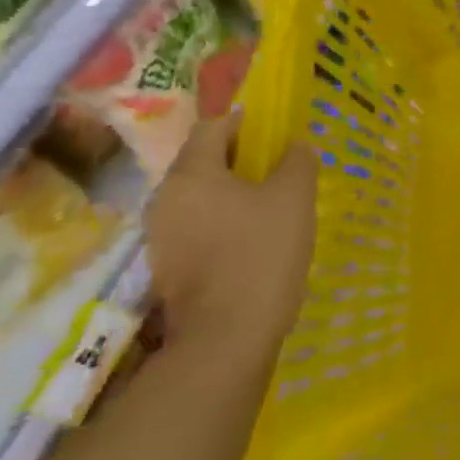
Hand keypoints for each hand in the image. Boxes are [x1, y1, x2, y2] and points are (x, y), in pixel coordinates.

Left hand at [145, 113, 316, 370]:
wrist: (227, 338)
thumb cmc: (261, 254)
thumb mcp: (294, 198)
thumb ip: (297, 161)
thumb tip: (297, 144)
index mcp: (191, 174)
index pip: (212, 128)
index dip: (244, 122)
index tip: (273, 129)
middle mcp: (165, 199)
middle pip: (201, 162)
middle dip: (238, 158)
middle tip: (277, 166)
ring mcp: (161, 236)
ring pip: (199, 196)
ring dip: (230, 192)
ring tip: (269, 202)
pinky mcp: (167, 267)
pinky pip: (196, 226)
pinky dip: (221, 221)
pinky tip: (251, 237)